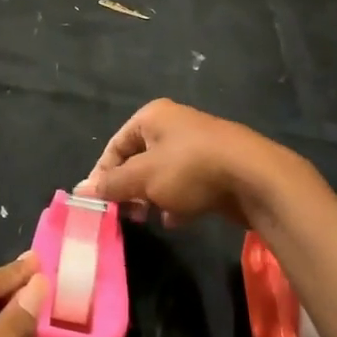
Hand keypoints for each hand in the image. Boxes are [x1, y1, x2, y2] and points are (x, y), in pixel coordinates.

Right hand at [75, 99, 293, 226]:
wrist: (256, 178)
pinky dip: (177, 201)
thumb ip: (111, 184)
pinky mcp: (216, 168)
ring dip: (152, 197)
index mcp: (152, 116)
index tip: (98, 203)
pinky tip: (176, 220)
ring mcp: (197, 146)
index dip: (103, 174)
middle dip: (129, 189)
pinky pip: (186, 184)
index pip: (115, 146)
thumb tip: (79, 191)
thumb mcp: (143, 177)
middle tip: (125, 213)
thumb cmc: (190, 169)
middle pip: (138, 160)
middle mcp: (173, 125)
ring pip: (162, 175)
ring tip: (148, 218)